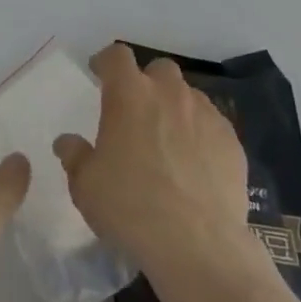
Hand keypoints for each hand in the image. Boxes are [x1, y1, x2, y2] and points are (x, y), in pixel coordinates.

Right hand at [52, 44, 254, 279]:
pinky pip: (213, 125)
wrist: (197, 246)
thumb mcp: (85, 185)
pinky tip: (195, 164)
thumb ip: (75, 155)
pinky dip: (201, 134)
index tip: (99, 74)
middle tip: (137, 110)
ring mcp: (206, 116)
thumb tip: (68, 142)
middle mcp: (169, 94)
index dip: (106, 62)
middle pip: (159, 69)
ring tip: (168, 140)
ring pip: (189, 96)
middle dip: (147, 82)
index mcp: (129, 94)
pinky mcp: (232, 143)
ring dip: (175, 108)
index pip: (116, 56)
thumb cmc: (130, 207)